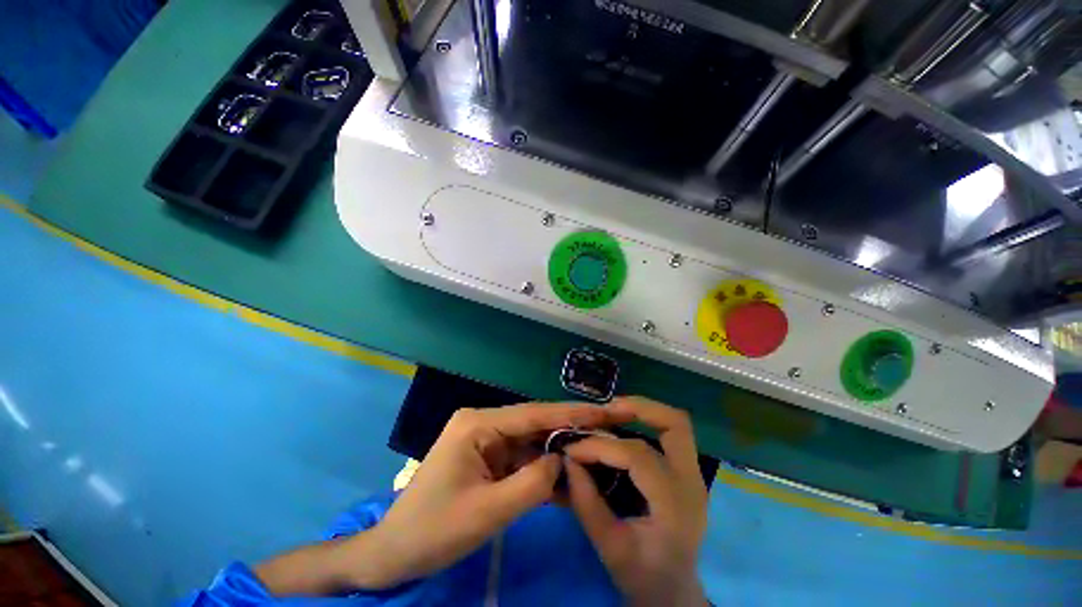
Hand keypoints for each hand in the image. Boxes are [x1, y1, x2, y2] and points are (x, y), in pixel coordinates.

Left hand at [361, 402, 624, 587]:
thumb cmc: (433, 531)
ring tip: (596, 454)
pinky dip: (544, 470)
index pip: (533, 414)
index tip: (604, 411)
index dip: (571, 413)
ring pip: (532, 442)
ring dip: (559, 453)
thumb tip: (563, 461)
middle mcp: (484, 423)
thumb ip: (532, 484)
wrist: (395, 552)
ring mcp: (487, 440)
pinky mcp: (489, 458)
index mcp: (478, 423)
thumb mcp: (487, 512)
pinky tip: (568, 479)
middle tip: (608, 429)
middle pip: (535, 424)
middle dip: (570, 430)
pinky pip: (523, 459)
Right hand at [565, 397, 708, 606]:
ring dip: (643, 410)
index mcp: (674, 505)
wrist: (673, 594)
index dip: (600, 446)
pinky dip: (647, 421)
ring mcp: (693, 475)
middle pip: (674, 424)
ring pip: (676, 423)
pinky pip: (670, 434)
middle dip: (638, 408)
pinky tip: (623, 426)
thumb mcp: (608, 546)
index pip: (637, 456)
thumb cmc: (643, 576)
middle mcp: (691, 482)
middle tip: (604, 410)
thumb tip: (567, 460)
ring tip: (612, 411)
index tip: (572, 448)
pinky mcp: (687, 472)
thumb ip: (586, 502)